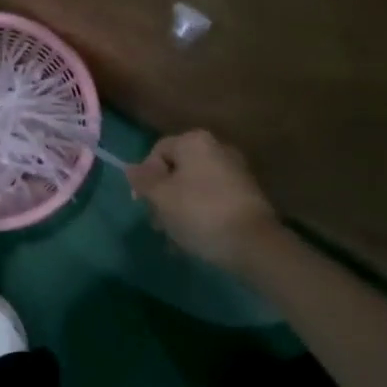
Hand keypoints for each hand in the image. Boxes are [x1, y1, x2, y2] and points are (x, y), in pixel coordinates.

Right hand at [128, 129, 284, 274]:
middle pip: (176, 169)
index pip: (158, 151)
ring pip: (194, 188)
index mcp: (195, 142)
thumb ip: (143, 180)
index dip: (144, 176)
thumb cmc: (200, 213)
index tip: (142, 203)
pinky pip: (212, 200)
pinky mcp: (247, 195)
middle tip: (158, 224)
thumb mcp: (161, 197)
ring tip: (175, 239)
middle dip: (162, 197)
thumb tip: (131, 168)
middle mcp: (217, 149)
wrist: (255, 244)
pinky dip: (200, 216)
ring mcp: (235, 172)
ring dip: (179, 210)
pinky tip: (194, 240)